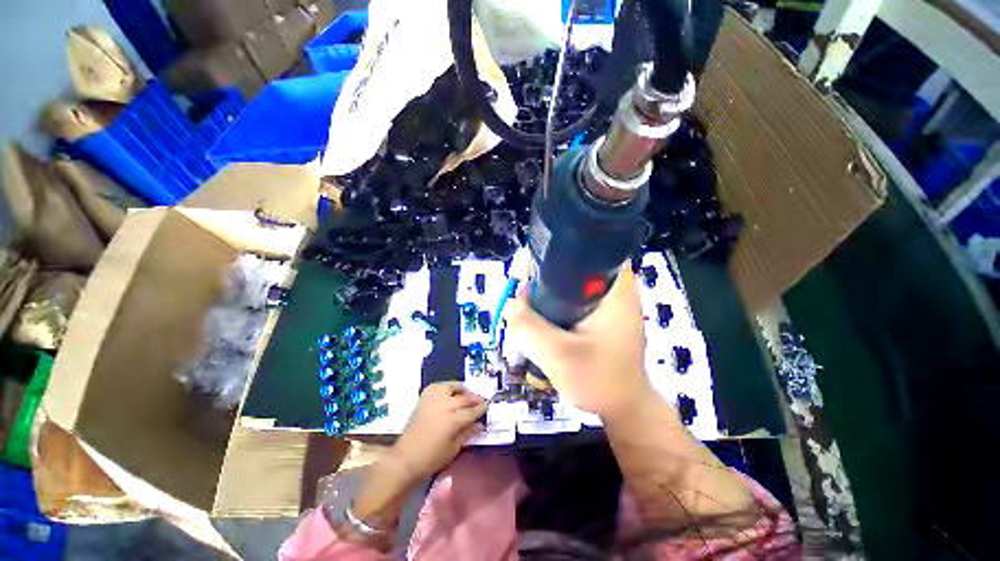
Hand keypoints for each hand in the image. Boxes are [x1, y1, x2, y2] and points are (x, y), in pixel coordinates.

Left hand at [390, 382, 486, 478]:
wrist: (405, 459)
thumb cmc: (431, 458)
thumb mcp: (453, 449)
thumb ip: (467, 433)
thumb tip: (480, 425)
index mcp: (452, 421)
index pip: (472, 411)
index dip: (481, 408)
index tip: (487, 405)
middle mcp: (444, 406)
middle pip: (464, 397)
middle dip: (474, 398)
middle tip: (480, 400)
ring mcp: (433, 400)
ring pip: (451, 387)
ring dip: (460, 389)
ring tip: (465, 394)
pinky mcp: (423, 399)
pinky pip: (436, 387)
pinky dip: (444, 387)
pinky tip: (448, 392)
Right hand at [506, 264, 653, 420]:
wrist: (623, 407)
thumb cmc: (601, 382)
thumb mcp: (560, 357)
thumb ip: (530, 328)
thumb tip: (510, 304)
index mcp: (614, 287)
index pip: (586, 247)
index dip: (552, 251)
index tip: (528, 273)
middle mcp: (611, 286)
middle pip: (569, 264)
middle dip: (541, 277)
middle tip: (522, 299)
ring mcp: (603, 299)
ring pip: (564, 282)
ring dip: (543, 293)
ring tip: (527, 314)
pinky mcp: (595, 312)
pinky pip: (566, 298)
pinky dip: (549, 305)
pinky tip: (539, 321)